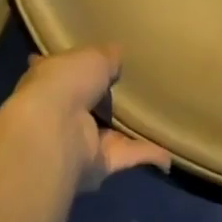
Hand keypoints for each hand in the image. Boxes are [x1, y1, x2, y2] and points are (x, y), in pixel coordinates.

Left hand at [4, 45, 172, 189]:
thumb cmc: (65, 82)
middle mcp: (60, 113)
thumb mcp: (92, 56)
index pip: (60, 73)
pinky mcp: (98, 165)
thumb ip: (108, 56)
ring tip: (157, 119)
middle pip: (86, 106)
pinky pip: (129, 156)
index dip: (71, 68)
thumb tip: (118, 56)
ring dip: (128, 132)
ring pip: (109, 134)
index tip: (82, 63)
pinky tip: (170, 157)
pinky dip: (149, 156)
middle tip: (133, 89)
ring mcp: (78, 142)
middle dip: (103, 101)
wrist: (55, 130)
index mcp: (50, 82)